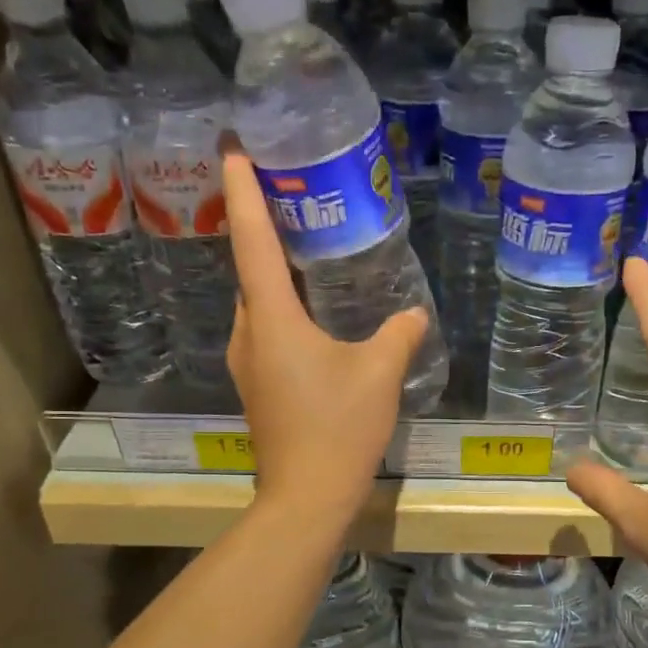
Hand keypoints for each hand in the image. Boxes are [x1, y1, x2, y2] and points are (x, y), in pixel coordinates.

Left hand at [223, 145, 427, 521]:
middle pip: (249, 270)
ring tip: (304, 251)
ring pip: (257, 304)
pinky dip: (281, 310)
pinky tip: (311, 315)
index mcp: (272, 319)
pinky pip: (265, 332)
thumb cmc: (338, 429)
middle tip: (290, 197)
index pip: (252, 241)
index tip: (234, 150)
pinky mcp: (258, 388)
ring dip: (273, 275)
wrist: (306, 497)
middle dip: (261, 230)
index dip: (244, 193)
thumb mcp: (379, 375)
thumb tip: (413, 314)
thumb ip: (398, 335)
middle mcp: (248, 334)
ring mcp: (248, 364)